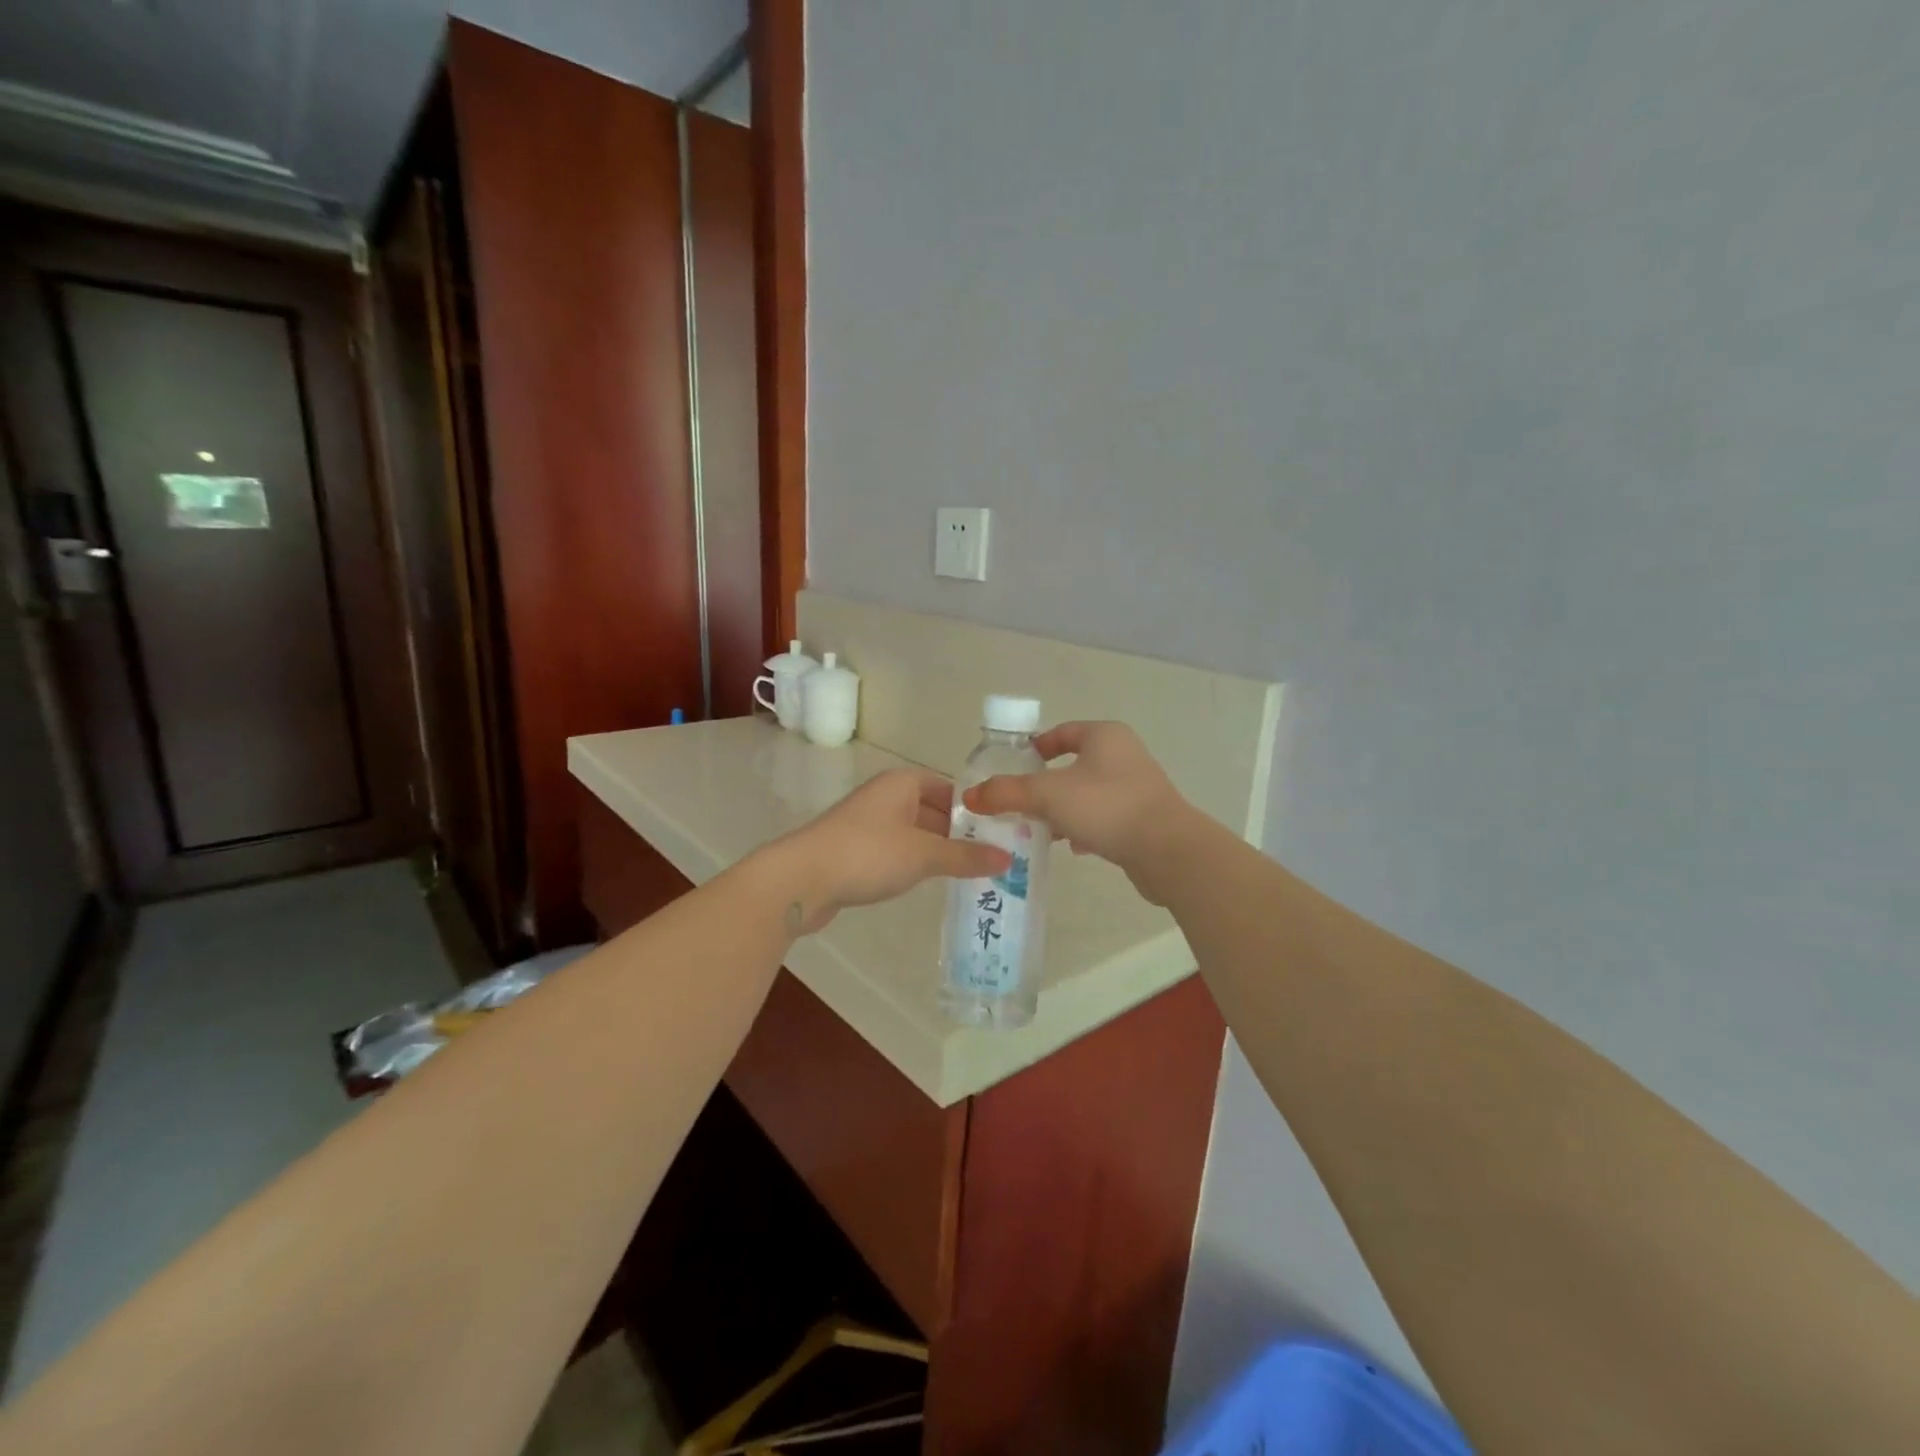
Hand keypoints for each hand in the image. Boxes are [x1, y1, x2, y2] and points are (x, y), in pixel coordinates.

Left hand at [769, 768, 1010, 932]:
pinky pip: (896, 851)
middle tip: (994, 856)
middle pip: (933, 810)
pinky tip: (930, 883)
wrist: (801, 879)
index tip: (1002, 831)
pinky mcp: (855, 851)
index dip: (975, 808)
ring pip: (914, 833)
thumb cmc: (868, 854)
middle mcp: (885, 796)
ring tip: (971, 872)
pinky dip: (915, 863)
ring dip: (938, 851)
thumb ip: (966, 856)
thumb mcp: (924, 855)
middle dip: (959, 833)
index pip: (949, 788)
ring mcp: (867, 824)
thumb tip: (1008, 860)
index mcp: (902, 783)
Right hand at [962, 722, 1196, 897]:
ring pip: (1087, 794)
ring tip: (1038, 829)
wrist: (1167, 851)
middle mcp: (1124, 755)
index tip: (1013, 767)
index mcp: (1104, 736)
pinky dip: (1085, 829)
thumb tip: (971, 795)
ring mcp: (1137, 787)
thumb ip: (1007, 793)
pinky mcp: (1144, 819)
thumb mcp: (1047, 795)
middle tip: (1018, 803)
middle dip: (1044, 785)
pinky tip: (1072, 847)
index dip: (1035, 747)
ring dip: (1063, 810)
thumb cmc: (1106, 807)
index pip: (1062, 732)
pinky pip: (1104, 818)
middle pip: (1073, 765)